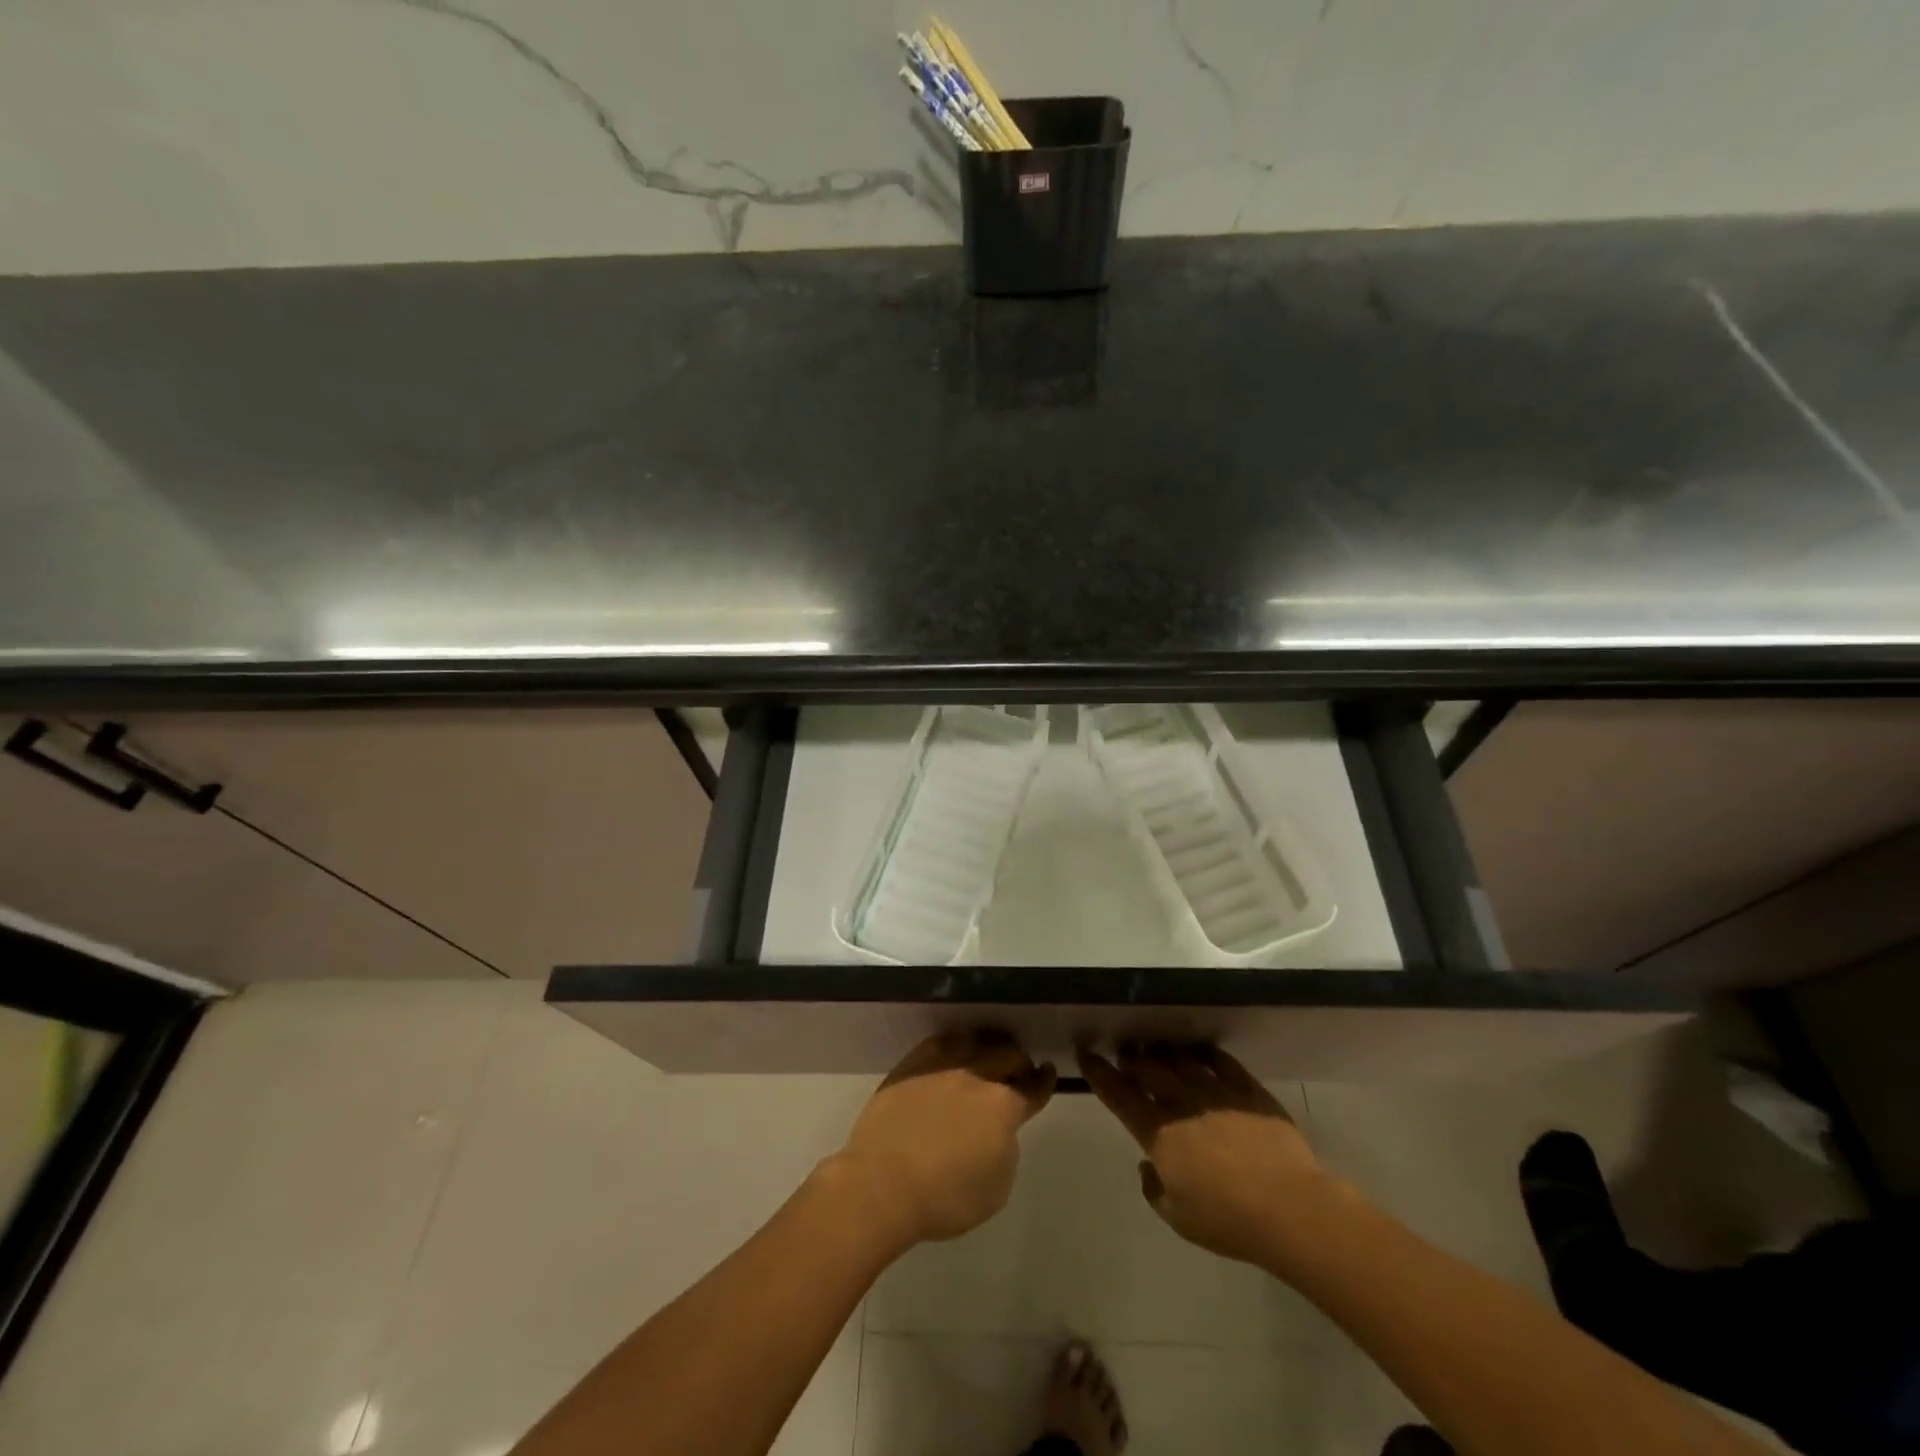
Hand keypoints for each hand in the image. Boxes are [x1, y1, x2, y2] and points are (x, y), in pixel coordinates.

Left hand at [827, 1032, 1055, 1249]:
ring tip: (986, 1056)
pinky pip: (941, 1042)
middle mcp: (977, 1075)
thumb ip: (1006, 1151)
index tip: (1048, 1073)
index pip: (1033, 1087)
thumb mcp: (996, 1190)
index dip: (1044, 1081)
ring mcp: (942, 1065)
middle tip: (1018, 1071)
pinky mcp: (912, 1063)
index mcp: (1003, 1106)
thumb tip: (999, 1131)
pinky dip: (955, 1046)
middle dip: (1019, 1062)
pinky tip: (953, 1054)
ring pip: (976, 1040)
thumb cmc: (944, 1199)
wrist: (881, 1184)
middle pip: (1008, 1054)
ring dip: (988, 1047)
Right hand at [1079, 1043, 1326, 1266]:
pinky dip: (1206, 1054)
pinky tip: (1201, 1052)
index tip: (1086, 1054)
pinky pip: (1221, 1061)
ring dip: (1165, 1052)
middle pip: (1148, 1068)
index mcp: (1159, 1133)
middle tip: (1126, 1053)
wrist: (1290, 1209)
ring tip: (1159, 1050)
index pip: (1119, 1094)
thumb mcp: (1179, 1218)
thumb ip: (1155, 1189)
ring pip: (1180, 1059)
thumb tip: (1147, 1166)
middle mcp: (1182, 1103)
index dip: (1099, 1072)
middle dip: (1132, 1058)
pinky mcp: (1248, 1090)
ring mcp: (1215, 1092)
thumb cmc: (1228, 1221)